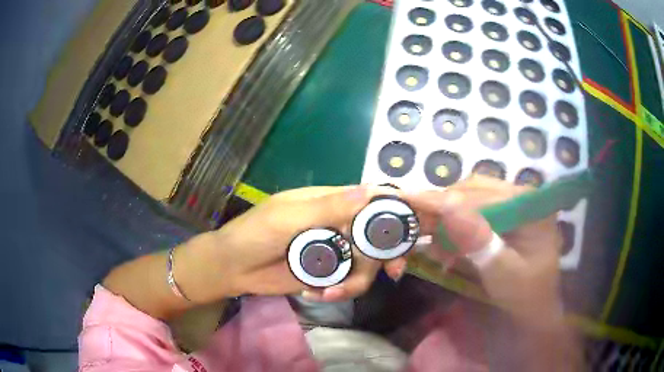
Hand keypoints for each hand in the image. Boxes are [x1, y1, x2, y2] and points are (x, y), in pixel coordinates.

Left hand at [187, 185, 407, 302]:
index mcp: (329, 201)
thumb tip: (369, 191)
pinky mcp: (327, 272)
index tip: (417, 222)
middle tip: (395, 270)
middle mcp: (337, 224)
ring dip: (358, 279)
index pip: (369, 199)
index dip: (394, 207)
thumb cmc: (254, 234)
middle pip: (376, 234)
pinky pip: (348, 280)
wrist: (232, 268)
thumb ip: (328, 207)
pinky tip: (319, 293)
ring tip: (334, 291)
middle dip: (388, 252)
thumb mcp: (288, 217)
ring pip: (365, 263)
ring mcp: (333, 250)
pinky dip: (341, 289)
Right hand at [403, 176, 562, 324]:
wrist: (534, 306)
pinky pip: (474, 210)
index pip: (480, 195)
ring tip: (432, 241)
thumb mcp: (502, 272)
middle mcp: (521, 195)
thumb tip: (446, 205)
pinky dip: (455, 225)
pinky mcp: (505, 214)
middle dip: (442, 210)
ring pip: (470, 198)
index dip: (441, 199)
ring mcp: (513, 202)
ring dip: (447, 218)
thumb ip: (478, 240)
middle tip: (415, 228)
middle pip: (473, 191)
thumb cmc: (524, 294)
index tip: (405, 199)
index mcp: (529, 204)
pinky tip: (446, 243)